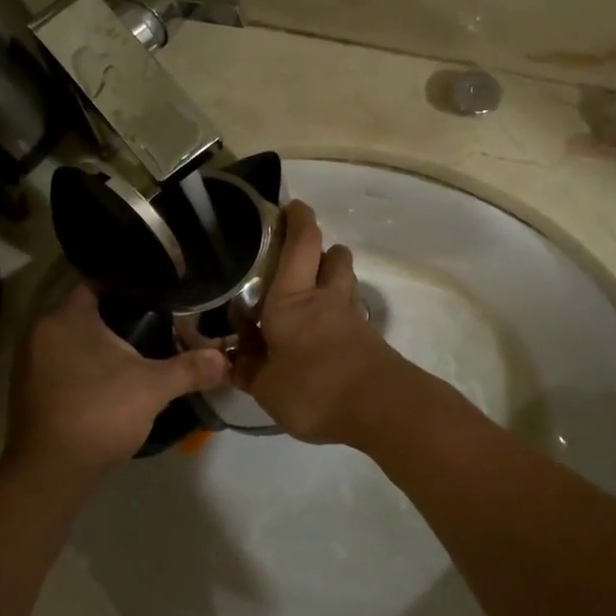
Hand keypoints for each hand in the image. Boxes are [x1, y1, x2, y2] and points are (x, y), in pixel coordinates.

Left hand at [5, 284, 227, 474]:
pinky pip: (62, 362)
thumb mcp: (152, 388)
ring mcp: (30, 361)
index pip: (97, 281)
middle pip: (86, 310)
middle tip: (157, 319)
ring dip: (101, 342)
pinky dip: (85, 364)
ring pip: (73, 338)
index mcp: (66, 317)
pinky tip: (111, 378)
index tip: (157, 290)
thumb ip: (189, 368)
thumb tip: (224, 359)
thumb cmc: (99, 414)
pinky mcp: (29, 388)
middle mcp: (41, 331)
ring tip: (139, 347)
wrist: (50, 473)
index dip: (129, 283)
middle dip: (119, 315)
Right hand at [233, 201, 409, 445]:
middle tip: (299, 261)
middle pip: (333, 256)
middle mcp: (326, 298)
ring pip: (346, 282)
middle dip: (321, 249)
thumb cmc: (314, 390)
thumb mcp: (267, 389)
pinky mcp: (370, 340)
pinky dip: (339, 314)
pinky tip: (324, 337)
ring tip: (310, 299)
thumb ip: (249, 371)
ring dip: (333, 279)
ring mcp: (353, 317)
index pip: (301, 244)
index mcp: (292, 300)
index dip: (298, 219)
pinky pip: (352, 313)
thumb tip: (233, 359)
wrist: (382, 409)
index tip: (291, 206)